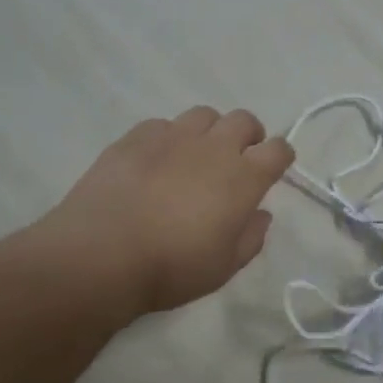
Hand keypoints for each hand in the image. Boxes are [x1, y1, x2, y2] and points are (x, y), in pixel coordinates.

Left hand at [41, 107, 294, 318]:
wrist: (101, 254)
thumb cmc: (172, 267)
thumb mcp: (224, 267)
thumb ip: (251, 237)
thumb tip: (260, 214)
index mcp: (243, 178)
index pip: (278, 150)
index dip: (280, 157)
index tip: (274, 169)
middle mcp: (214, 147)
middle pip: (244, 120)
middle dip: (249, 135)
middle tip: (237, 159)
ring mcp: (173, 137)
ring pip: (204, 115)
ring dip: (210, 131)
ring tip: (196, 155)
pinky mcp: (135, 137)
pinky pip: (163, 125)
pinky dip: (169, 138)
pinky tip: (157, 161)